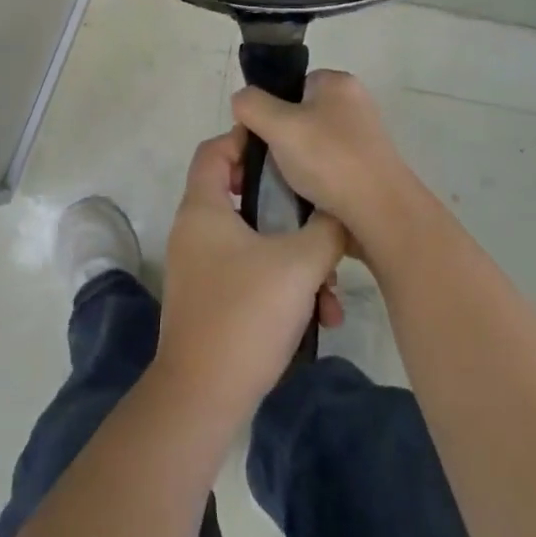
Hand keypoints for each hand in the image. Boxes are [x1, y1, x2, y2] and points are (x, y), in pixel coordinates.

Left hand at [153, 127, 346, 421]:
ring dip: (295, 259)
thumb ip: (326, 229)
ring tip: (331, 292)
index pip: (214, 150)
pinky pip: (250, 275)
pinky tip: (318, 318)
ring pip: (254, 242)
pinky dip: (282, 286)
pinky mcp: (211, 300)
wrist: (203, 396)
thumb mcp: (300, 264)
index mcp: (203, 208)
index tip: (288, 151)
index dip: (247, 140)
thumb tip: (340, 213)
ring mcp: (201, 267)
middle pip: (241, 196)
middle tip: (319, 216)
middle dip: (288, 210)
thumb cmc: (246, 313)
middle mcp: (195, 231)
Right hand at [231, 71, 430, 257]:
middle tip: (261, 166)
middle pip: (296, 116)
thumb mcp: (278, 124)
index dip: (266, 108)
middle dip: (274, 141)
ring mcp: (362, 139)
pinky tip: (300, 198)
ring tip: (278, 186)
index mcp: (337, 83)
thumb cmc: (329, 160)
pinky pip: (325, 169)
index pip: (289, 85)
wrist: (381, 214)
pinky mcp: (366, 170)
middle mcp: (353, 104)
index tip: (254, 137)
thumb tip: (242, 102)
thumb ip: (251, 105)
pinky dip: (310, 182)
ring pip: (308, 146)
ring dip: (289, 165)